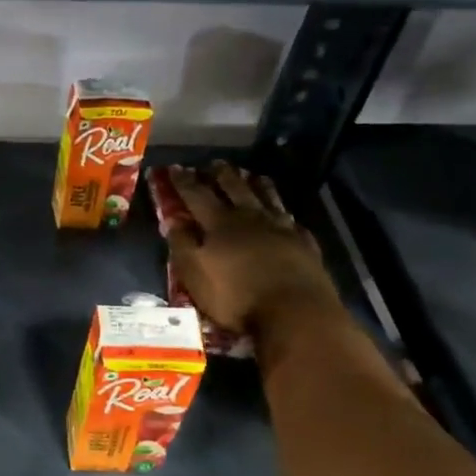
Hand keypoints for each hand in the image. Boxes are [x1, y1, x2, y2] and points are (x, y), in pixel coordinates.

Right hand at [166, 163, 344, 343]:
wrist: (295, 312)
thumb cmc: (236, 297)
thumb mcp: (196, 274)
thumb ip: (182, 245)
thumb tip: (171, 220)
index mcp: (220, 224)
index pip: (197, 195)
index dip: (184, 181)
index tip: (174, 167)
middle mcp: (250, 218)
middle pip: (234, 189)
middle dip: (221, 175)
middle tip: (214, 163)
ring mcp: (281, 228)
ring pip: (267, 198)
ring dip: (256, 184)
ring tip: (251, 175)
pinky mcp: (303, 244)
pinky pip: (291, 220)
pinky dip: (283, 212)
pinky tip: (284, 213)